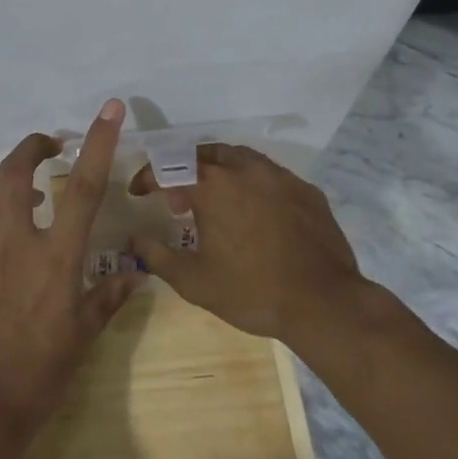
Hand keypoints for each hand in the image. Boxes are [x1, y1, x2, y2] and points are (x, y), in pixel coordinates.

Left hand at [0, 100, 138, 446]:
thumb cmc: (41, 376)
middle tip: (48, 147)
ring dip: (4, 186)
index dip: (98, 142)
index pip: (83, 187)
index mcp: (56, 258)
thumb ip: (108, 298)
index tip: (109, 109)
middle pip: (14, 171)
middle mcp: (15, 243)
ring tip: (20, 198)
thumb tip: (137, 274)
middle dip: (32, 147)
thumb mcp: (83, 336)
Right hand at [128, 144, 364, 342]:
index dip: (147, 178)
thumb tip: (134, 239)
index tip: (138, 193)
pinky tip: (254, 212)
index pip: (168, 168)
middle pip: (204, 154)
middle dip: (184, 170)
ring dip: (219, 171)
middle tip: (178, 200)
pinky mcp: (306, 190)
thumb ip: (157, 255)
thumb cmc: (250, 291)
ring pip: (240, 158)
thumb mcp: (193, 281)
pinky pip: (270, 175)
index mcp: (212, 186)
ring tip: (216, 201)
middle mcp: (245, 169)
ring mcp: (280, 176)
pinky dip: (251, 184)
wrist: (323, 303)